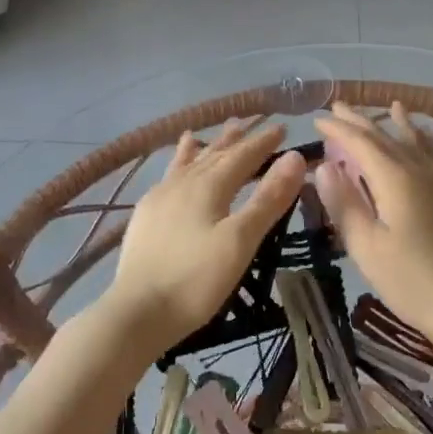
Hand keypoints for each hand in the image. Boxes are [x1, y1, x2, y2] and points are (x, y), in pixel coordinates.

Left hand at [102, 121, 307, 353]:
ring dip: (206, 147)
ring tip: (211, 131)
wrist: (138, 311)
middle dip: (237, 140)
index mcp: (209, 186)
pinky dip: (178, 163)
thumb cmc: (196, 279)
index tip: (282, 127)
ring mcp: (160, 198)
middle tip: (253, 123)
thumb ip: (268, 198)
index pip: (243, 156)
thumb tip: (294, 157)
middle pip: (215, 154)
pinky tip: (175, 169)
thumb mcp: (241, 241)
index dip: (263, 142)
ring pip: (189, 162)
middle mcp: (183, 183)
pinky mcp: (145, 216)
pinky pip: (168, 176)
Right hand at [313, 102, 432, 357]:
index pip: (360, 143)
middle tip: (339, 106)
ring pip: (416, 143)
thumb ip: (344, 203)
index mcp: (395, 179)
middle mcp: (420, 171)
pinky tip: (426, 141)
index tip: (317, 118)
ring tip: (393, 106)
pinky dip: (425, 141)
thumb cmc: (410, 279)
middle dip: (361, 121)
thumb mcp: (366, 246)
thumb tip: (323, 167)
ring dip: (398, 124)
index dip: (338, 129)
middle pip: (387, 138)